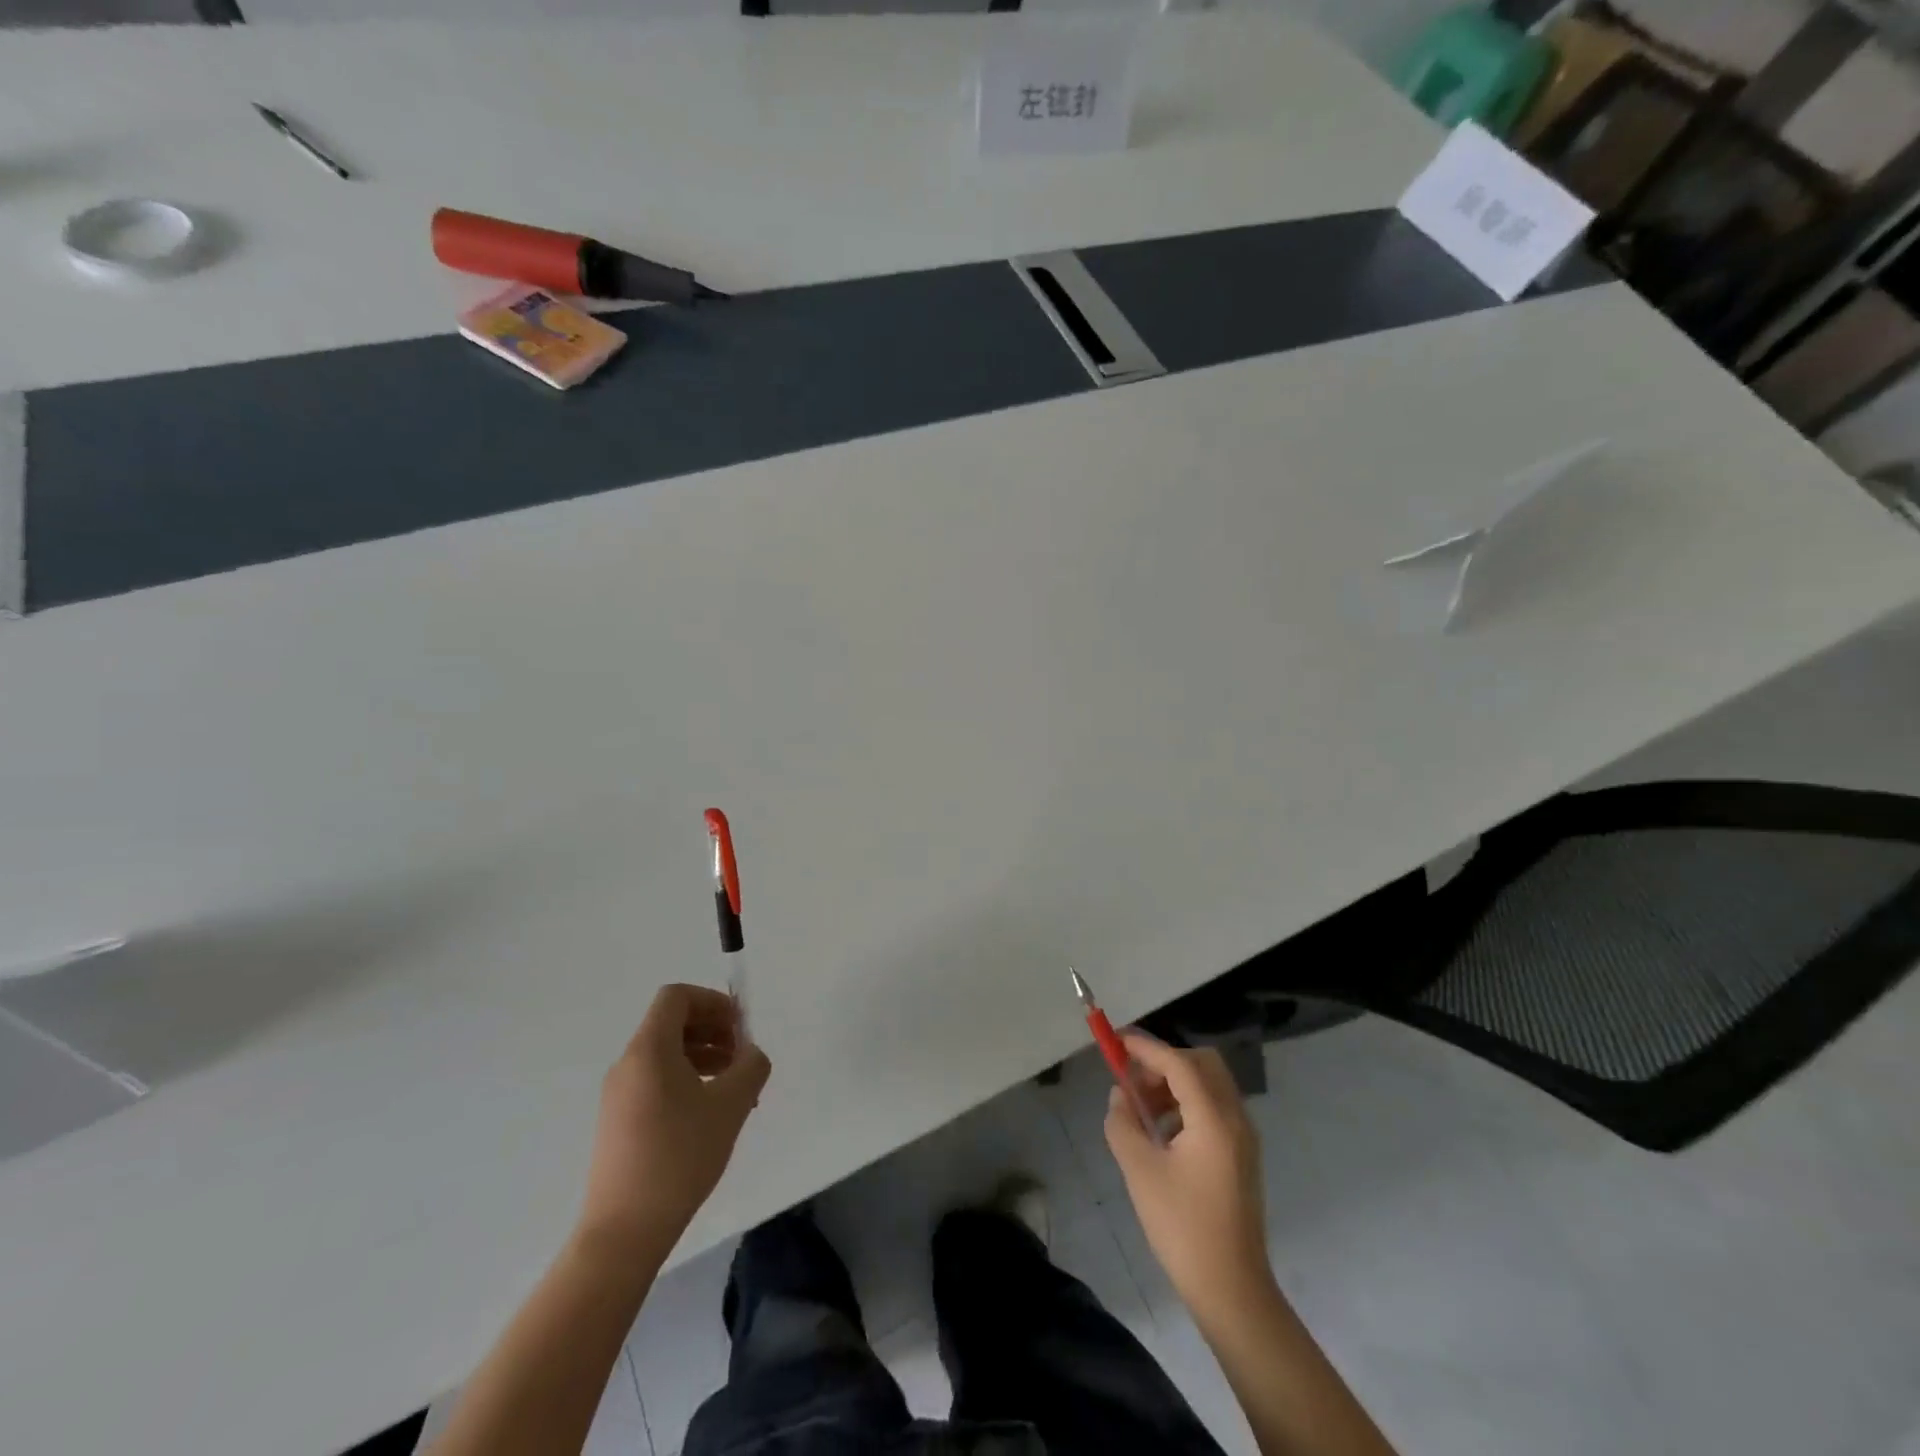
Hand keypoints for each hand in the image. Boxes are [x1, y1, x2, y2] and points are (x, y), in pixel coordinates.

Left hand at [576, 983, 770, 1267]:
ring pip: (665, 1054)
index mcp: (649, 1050)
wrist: (623, 1231)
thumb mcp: (730, 1106)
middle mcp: (628, 1064)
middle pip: (671, 1023)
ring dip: (703, 1056)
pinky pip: (656, 1081)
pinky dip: (686, 1080)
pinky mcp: (618, 1122)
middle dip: (713, 1030)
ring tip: (734, 1087)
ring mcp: (618, 1095)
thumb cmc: (679, 1157)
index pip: (677, 997)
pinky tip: (709, 1113)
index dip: (712, 1002)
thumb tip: (751, 1053)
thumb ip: (750, 1066)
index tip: (740, 1027)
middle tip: (742, 1057)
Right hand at [1105, 1031, 1271, 1316]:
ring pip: (1209, 1084)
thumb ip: (1123, 1123)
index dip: (1145, 1047)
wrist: (1231, 1290)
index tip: (1116, 1041)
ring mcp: (1243, 1137)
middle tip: (1133, 1082)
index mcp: (1213, 1119)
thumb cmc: (1182, 1228)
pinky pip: (1214, 1108)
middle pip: (1201, 1064)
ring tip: (1142, 1110)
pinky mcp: (1242, 1155)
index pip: (1178, 1062)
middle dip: (1164, 1062)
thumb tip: (1120, 1096)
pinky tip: (1163, 1134)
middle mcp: (1235, 1118)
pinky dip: (1187, 1104)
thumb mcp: (1140, 1171)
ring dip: (1174, 1083)